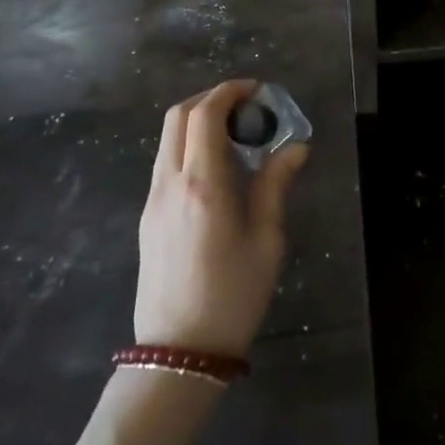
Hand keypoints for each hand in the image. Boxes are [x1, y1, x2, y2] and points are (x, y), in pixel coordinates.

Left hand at [134, 80, 309, 357]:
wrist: (178, 353)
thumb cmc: (232, 295)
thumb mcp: (267, 240)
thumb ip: (276, 185)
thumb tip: (295, 147)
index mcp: (203, 183)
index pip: (206, 114)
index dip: (230, 91)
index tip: (257, 90)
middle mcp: (171, 182)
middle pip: (178, 116)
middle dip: (211, 98)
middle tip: (245, 106)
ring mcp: (153, 199)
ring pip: (168, 138)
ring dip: (197, 121)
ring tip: (235, 134)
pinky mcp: (148, 216)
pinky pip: (166, 161)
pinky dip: (189, 145)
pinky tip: (216, 167)